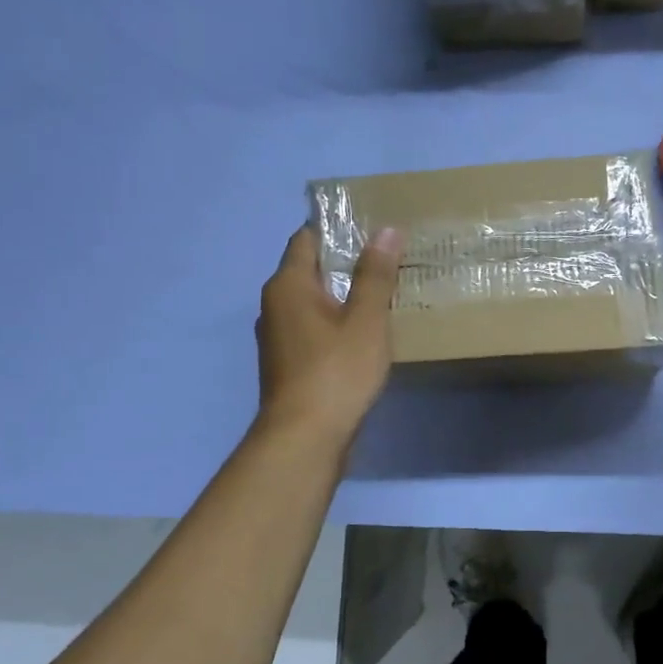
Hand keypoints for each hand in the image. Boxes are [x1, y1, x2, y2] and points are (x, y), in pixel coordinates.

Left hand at [255, 223, 403, 443]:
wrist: (304, 438)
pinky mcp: (288, 364)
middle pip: (310, 269)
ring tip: (382, 293)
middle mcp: (275, 305)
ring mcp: (278, 337)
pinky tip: (364, 333)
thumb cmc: (336, 372)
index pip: (307, 238)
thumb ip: (375, 275)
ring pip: (313, 302)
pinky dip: (336, 323)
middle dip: (345, 262)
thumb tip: (385, 229)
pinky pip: (313, 329)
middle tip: (387, 258)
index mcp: (288, 285)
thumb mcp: (365, 320)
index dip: (337, 228)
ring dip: (342, 296)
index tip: (371, 226)